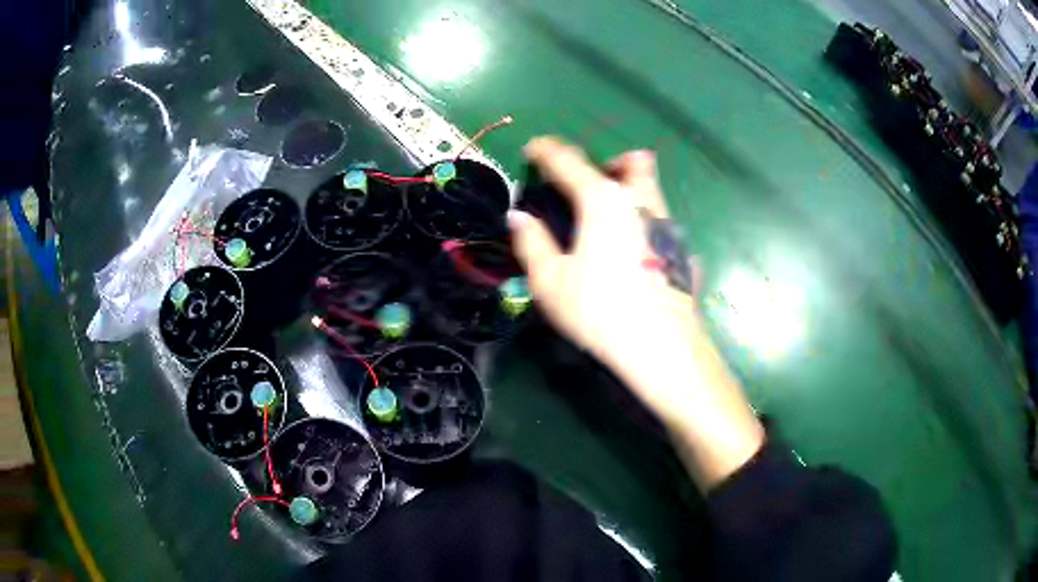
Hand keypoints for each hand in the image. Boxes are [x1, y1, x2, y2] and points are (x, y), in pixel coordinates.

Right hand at [509, 137, 693, 371]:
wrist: (662, 347)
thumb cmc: (599, 310)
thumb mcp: (551, 280)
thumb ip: (532, 242)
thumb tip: (518, 217)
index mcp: (603, 200)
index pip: (569, 161)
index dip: (546, 151)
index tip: (534, 148)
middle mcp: (641, 202)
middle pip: (632, 161)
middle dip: (610, 161)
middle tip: (592, 180)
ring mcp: (667, 225)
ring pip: (652, 189)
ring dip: (630, 188)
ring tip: (609, 216)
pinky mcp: (681, 250)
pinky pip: (662, 221)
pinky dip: (644, 221)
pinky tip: (633, 252)